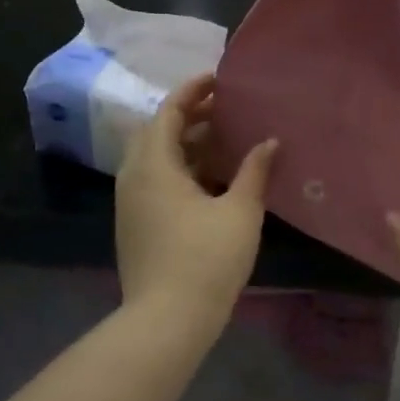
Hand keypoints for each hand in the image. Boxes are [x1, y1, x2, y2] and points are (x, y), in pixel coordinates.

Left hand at [116, 75, 276, 333]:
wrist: (166, 321)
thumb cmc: (206, 260)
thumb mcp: (239, 211)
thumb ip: (254, 171)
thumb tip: (269, 142)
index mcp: (154, 166)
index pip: (168, 112)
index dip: (192, 91)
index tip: (218, 79)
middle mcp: (134, 178)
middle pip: (156, 132)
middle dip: (187, 115)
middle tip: (222, 110)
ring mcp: (130, 204)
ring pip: (154, 158)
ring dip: (183, 143)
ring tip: (220, 141)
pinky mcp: (135, 225)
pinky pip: (154, 180)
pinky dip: (178, 168)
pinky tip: (208, 180)